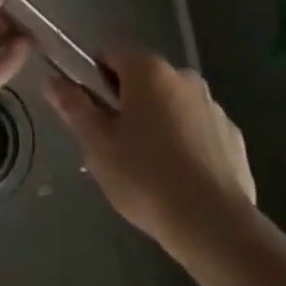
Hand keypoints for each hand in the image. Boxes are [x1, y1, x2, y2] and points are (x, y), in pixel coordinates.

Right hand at [45, 51, 256, 256]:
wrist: (215, 226)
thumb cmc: (147, 179)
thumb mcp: (98, 146)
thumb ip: (74, 107)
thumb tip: (52, 80)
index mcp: (147, 70)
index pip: (109, 59)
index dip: (93, 83)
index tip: (90, 117)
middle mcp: (182, 75)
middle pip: (142, 82)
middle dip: (127, 107)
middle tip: (115, 149)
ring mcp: (212, 105)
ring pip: (171, 106)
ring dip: (158, 125)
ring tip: (150, 171)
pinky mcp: (233, 136)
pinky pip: (199, 131)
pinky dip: (187, 146)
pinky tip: (182, 180)